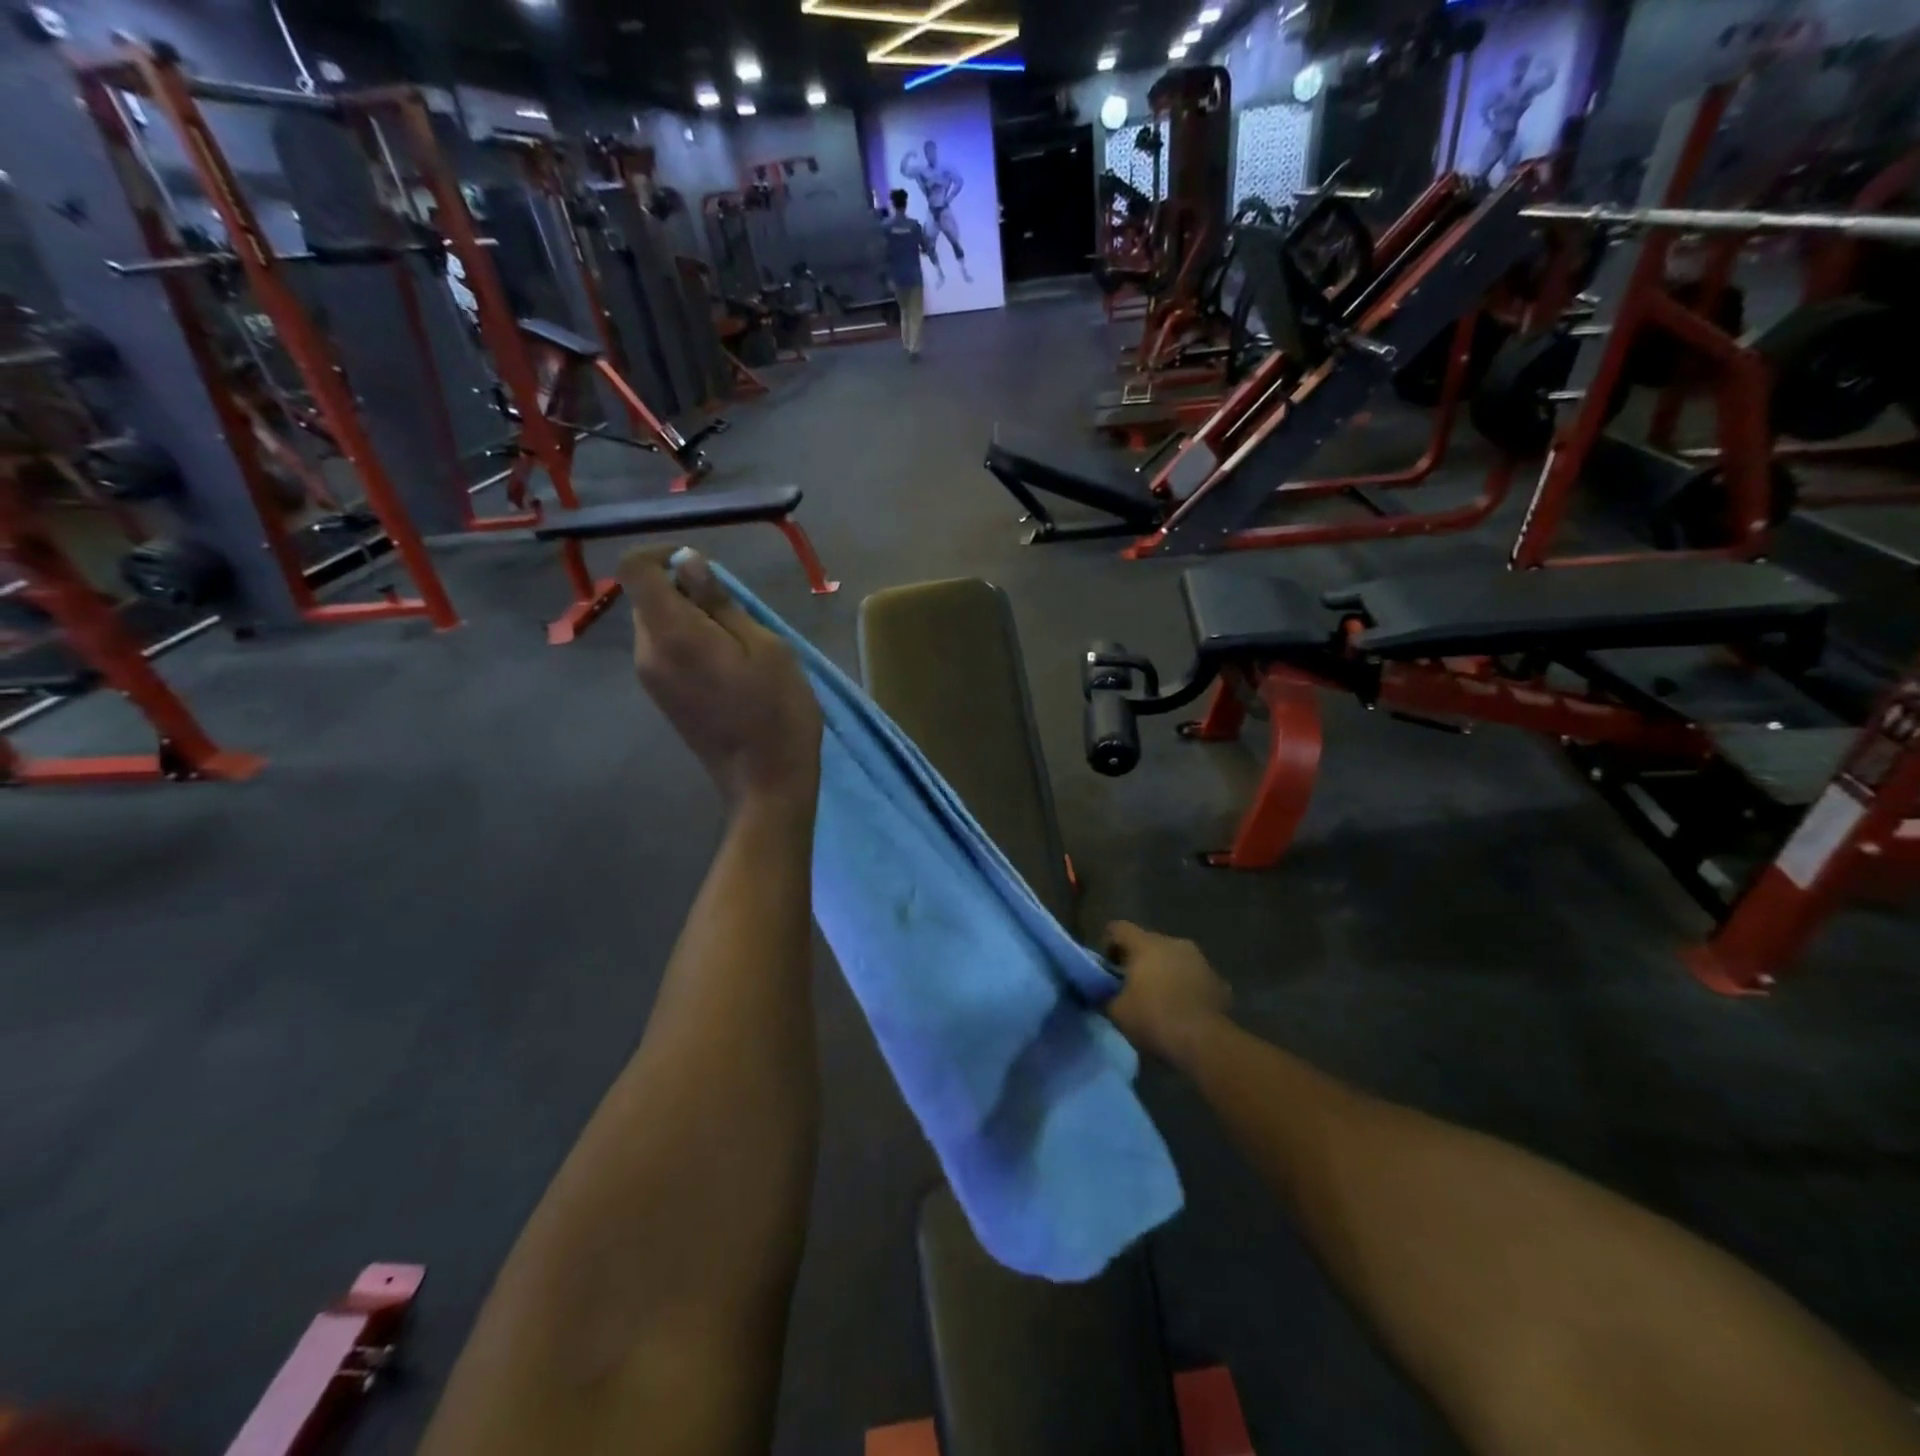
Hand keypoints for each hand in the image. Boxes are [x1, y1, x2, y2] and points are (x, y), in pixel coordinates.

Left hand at [620, 547, 822, 812]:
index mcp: (672, 633)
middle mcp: (648, 653)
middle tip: (736, 611)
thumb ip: (721, 603)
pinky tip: (727, 666)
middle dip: (684, 589)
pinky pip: (665, 651)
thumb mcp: (765, 646)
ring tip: (738, 642)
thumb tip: (689, 565)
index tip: (702, 566)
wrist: (765, 783)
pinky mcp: (662, 698)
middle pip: (647, 597)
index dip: (662, 554)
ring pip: (657, 625)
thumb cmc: (777, 711)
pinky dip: (688, 642)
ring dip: (690, 618)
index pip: (635, 569)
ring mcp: (651, 679)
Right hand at [1102, 922, 1231, 1069]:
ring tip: (1159, 1000)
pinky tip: (1183, 1010)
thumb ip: (1106, 995)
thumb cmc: (1153, 1019)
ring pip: (1175, 959)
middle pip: (1149, 943)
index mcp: (1147, 944)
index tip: (1107, 967)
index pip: (1118, 928)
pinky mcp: (1220, 982)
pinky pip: (1195, 979)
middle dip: (1139, 961)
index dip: (1108, 944)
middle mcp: (1175, 943)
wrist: (1204, 1043)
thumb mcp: (1117, 1011)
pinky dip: (1187, 988)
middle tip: (1131, 986)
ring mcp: (1201, 961)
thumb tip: (1104, 992)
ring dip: (1165, 973)